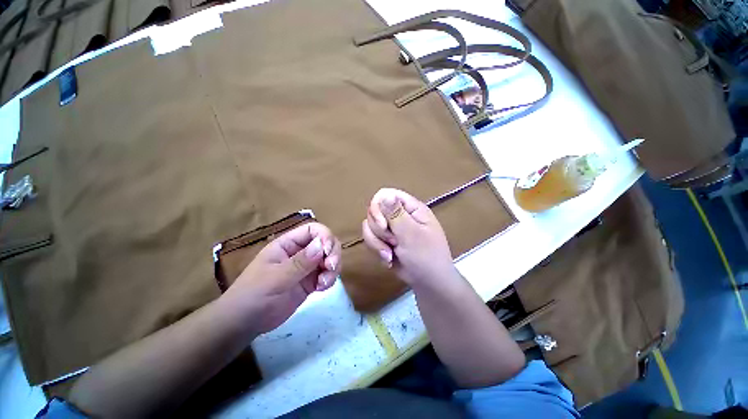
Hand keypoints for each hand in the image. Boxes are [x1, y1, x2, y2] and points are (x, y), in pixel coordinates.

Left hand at [224, 222, 341, 333]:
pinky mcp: (311, 281)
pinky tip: (321, 289)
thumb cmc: (253, 295)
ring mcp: (307, 266)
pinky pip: (328, 273)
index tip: (327, 251)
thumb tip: (322, 245)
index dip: (324, 236)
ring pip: (330, 257)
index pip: (313, 230)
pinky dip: (330, 279)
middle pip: (326, 242)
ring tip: (324, 283)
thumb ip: (300, 262)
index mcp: (288, 244)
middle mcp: (300, 251)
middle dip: (333, 253)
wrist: (245, 323)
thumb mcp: (275, 278)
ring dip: (333, 267)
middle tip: (330, 267)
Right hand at [362, 188, 455, 286]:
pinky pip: (371, 239)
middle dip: (379, 230)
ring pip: (370, 226)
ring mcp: (391, 228)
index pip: (386, 194)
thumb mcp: (412, 234)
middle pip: (374, 211)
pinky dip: (377, 250)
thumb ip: (396, 214)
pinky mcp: (384, 240)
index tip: (383, 225)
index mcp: (410, 208)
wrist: (428, 282)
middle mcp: (399, 215)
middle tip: (393, 242)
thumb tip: (384, 195)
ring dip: (377, 243)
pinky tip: (388, 259)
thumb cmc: (426, 256)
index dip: (378, 207)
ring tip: (390, 254)